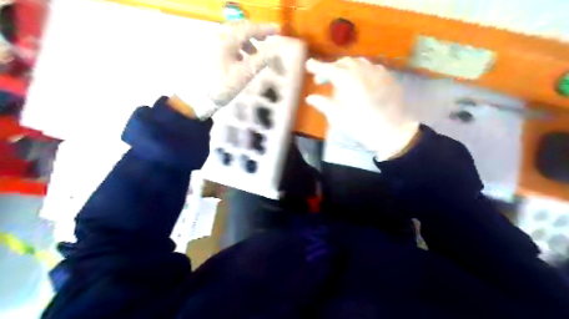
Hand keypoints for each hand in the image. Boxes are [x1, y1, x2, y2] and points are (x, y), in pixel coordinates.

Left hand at [174, 21, 278, 119]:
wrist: (199, 97)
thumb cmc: (223, 85)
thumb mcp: (244, 74)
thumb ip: (261, 60)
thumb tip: (274, 51)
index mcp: (227, 40)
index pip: (249, 28)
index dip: (265, 29)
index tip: (277, 31)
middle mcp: (218, 36)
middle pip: (239, 28)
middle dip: (254, 32)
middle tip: (266, 40)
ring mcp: (211, 42)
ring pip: (232, 35)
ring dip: (245, 41)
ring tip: (254, 53)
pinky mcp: (209, 51)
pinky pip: (226, 42)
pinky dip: (237, 46)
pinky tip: (241, 58)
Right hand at [305, 56, 418, 159]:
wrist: (393, 133)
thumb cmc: (362, 127)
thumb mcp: (339, 118)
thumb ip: (324, 104)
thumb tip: (310, 98)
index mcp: (349, 80)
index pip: (329, 69)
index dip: (317, 66)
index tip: (308, 64)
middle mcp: (363, 71)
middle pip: (344, 63)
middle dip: (331, 68)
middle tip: (321, 80)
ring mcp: (378, 72)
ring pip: (359, 62)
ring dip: (346, 67)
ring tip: (339, 78)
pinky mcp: (388, 78)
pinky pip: (372, 67)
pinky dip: (361, 70)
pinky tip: (360, 80)